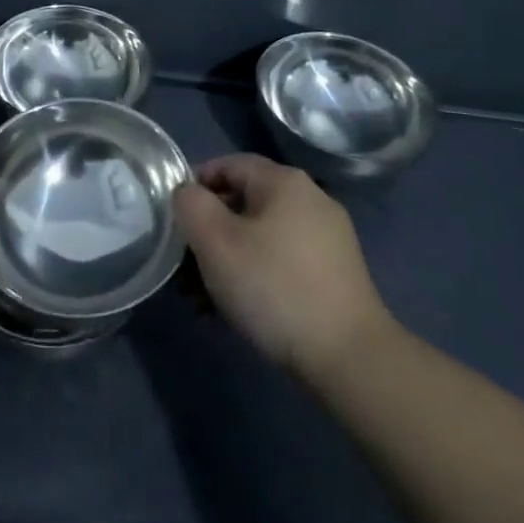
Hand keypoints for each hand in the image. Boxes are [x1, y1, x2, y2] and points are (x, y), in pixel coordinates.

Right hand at [173, 154, 390, 382]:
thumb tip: (187, 193)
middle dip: (208, 232)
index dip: (195, 184)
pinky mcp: (335, 274)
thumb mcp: (216, 242)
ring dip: (227, 259)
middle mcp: (311, 200)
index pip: (229, 164)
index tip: (173, 217)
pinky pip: (282, 261)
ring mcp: (328, 238)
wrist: (350, 358)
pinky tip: (236, 310)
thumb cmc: (275, 288)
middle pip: (244, 202)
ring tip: (201, 298)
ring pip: (261, 236)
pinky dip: (255, 275)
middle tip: (182, 266)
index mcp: (285, 182)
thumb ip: (191, 205)